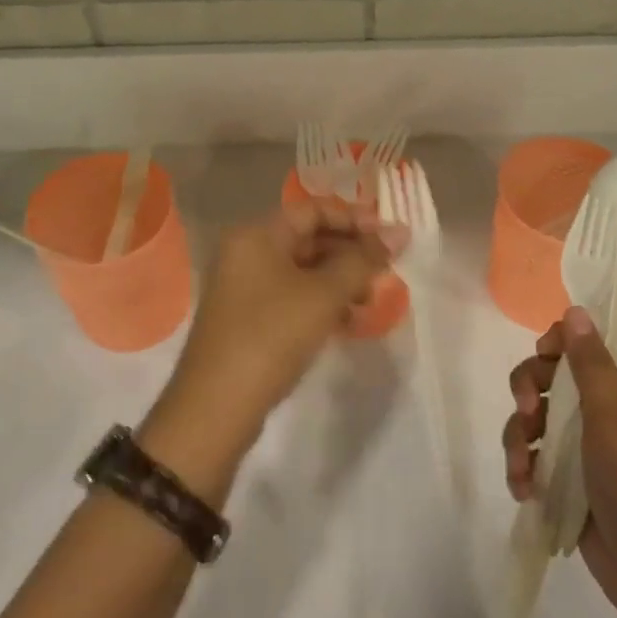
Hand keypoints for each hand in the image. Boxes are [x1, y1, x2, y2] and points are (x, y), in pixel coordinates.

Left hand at [164, 201, 400, 440]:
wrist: (216, 407)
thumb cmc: (272, 336)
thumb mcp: (324, 294)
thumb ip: (363, 260)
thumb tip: (399, 232)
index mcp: (257, 234)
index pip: (313, 209)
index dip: (355, 219)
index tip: (390, 238)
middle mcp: (246, 252)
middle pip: (308, 238)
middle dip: (350, 252)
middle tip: (386, 271)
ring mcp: (243, 286)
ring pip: (302, 270)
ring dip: (339, 280)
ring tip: (369, 301)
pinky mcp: (247, 317)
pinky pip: (291, 295)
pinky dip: (320, 302)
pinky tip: (346, 321)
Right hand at [503, 307, 616, 617]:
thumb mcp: (615, 421)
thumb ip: (591, 365)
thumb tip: (576, 310)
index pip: (593, 346)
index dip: (561, 344)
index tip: (542, 355)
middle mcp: (611, 414)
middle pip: (554, 379)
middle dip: (530, 392)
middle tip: (525, 410)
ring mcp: (590, 450)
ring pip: (538, 420)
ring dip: (520, 438)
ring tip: (521, 469)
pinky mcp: (572, 482)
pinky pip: (537, 459)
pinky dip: (525, 469)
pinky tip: (523, 489)